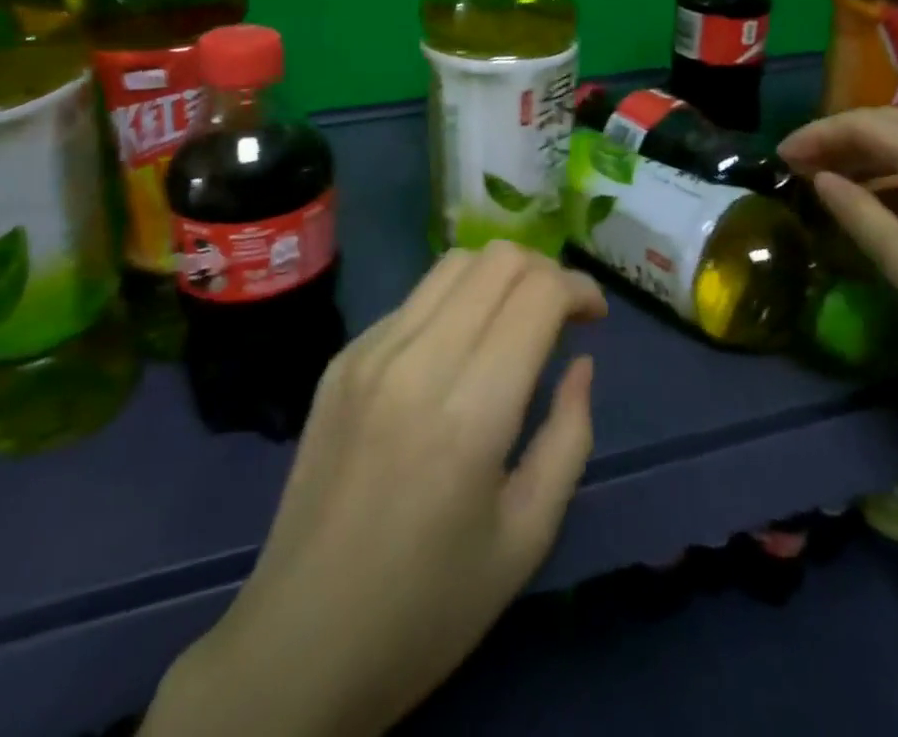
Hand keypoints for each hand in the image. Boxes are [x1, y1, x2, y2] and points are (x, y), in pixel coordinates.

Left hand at [148, 243, 605, 736]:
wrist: (302, 640)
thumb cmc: (429, 607)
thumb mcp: (526, 537)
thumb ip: (568, 436)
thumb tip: (580, 362)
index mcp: (470, 411)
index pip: (536, 293)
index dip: (578, 288)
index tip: (595, 317)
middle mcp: (417, 359)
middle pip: (496, 259)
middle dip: (544, 272)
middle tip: (561, 316)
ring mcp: (369, 351)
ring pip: (452, 264)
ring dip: (498, 277)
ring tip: (515, 321)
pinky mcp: (341, 358)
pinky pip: (412, 301)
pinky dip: (453, 304)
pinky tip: (457, 353)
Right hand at [779, 109, 897, 415]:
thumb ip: (859, 215)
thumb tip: (822, 180)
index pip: (866, 124)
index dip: (818, 134)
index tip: (781, 155)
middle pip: (892, 124)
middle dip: (840, 138)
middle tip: (800, 164)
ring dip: (871, 153)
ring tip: (833, 180)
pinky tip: (886, 198)